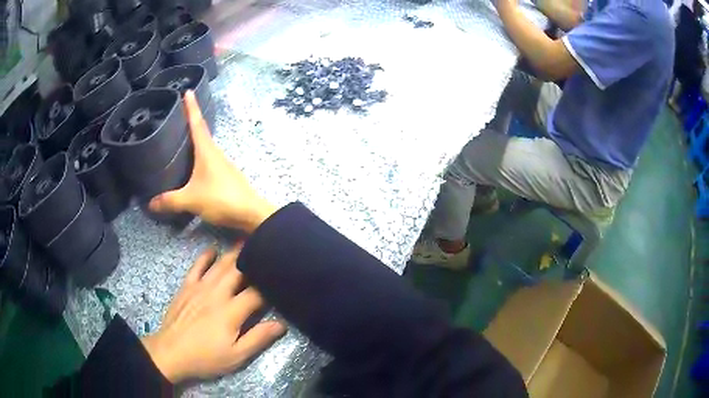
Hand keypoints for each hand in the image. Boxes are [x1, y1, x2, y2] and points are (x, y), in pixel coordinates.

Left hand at [141, 246, 285, 382]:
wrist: (171, 353)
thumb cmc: (206, 357)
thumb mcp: (236, 356)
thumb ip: (258, 338)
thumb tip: (281, 324)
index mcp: (232, 311)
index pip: (257, 292)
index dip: (271, 286)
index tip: (280, 281)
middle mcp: (217, 293)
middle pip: (239, 270)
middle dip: (254, 260)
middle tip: (266, 250)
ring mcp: (200, 287)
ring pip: (220, 264)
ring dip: (234, 253)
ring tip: (247, 242)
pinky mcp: (186, 286)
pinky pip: (197, 265)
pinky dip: (206, 255)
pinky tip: (213, 250)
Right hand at [149, 90, 275, 232]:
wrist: (251, 214)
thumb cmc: (221, 199)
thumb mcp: (191, 199)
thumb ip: (170, 201)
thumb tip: (149, 204)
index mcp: (207, 150)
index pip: (197, 122)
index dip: (191, 107)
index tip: (188, 91)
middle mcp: (215, 152)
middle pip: (201, 132)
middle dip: (190, 120)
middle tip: (177, 114)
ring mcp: (222, 163)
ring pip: (205, 146)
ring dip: (194, 139)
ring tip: (180, 137)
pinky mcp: (225, 175)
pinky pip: (208, 159)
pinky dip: (198, 155)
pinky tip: (192, 164)